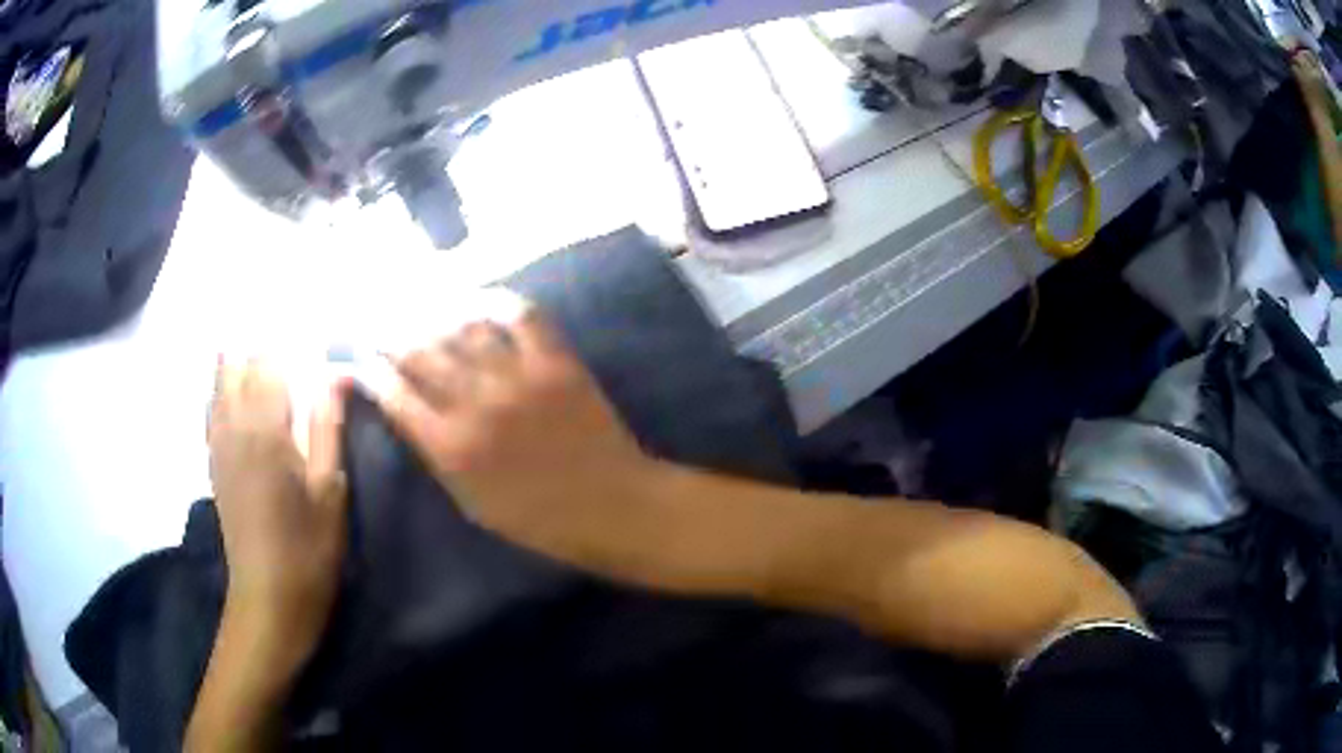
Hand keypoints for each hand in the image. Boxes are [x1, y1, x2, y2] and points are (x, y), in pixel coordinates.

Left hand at [207, 358, 348, 673]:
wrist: (268, 598)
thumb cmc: (308, 548)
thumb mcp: (329, 489)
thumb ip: (328, 425)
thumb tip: (338, 373)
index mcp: (265, 428)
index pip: (270, 361)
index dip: (289, 341)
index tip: (311, 333)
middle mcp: (233, 425)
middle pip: (237, 364)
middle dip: (259, 346)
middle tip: (287, 344)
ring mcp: (218, 443)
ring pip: (219, 383)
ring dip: (237, 362)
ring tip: (260, 353)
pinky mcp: (213, 462)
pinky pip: (211, 409)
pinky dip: (222, 390)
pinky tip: (235, 392)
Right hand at [367, 296, 662, 567]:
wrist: (610, 505)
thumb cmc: (537, 519)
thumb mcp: (471, 503)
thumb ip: (436, 456)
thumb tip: (407, 413)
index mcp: (451, 448)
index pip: (395, 396)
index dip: (372, 372)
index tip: (360, 358)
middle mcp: (476, 404)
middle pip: (420, 354)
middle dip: (392, 336)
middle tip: (381, 325)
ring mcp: (517, 377)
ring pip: (463, 329)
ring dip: (435, 314)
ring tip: (420, 308)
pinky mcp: (555, 361)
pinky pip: (522, 316)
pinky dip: (497, 301)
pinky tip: (478, 297)